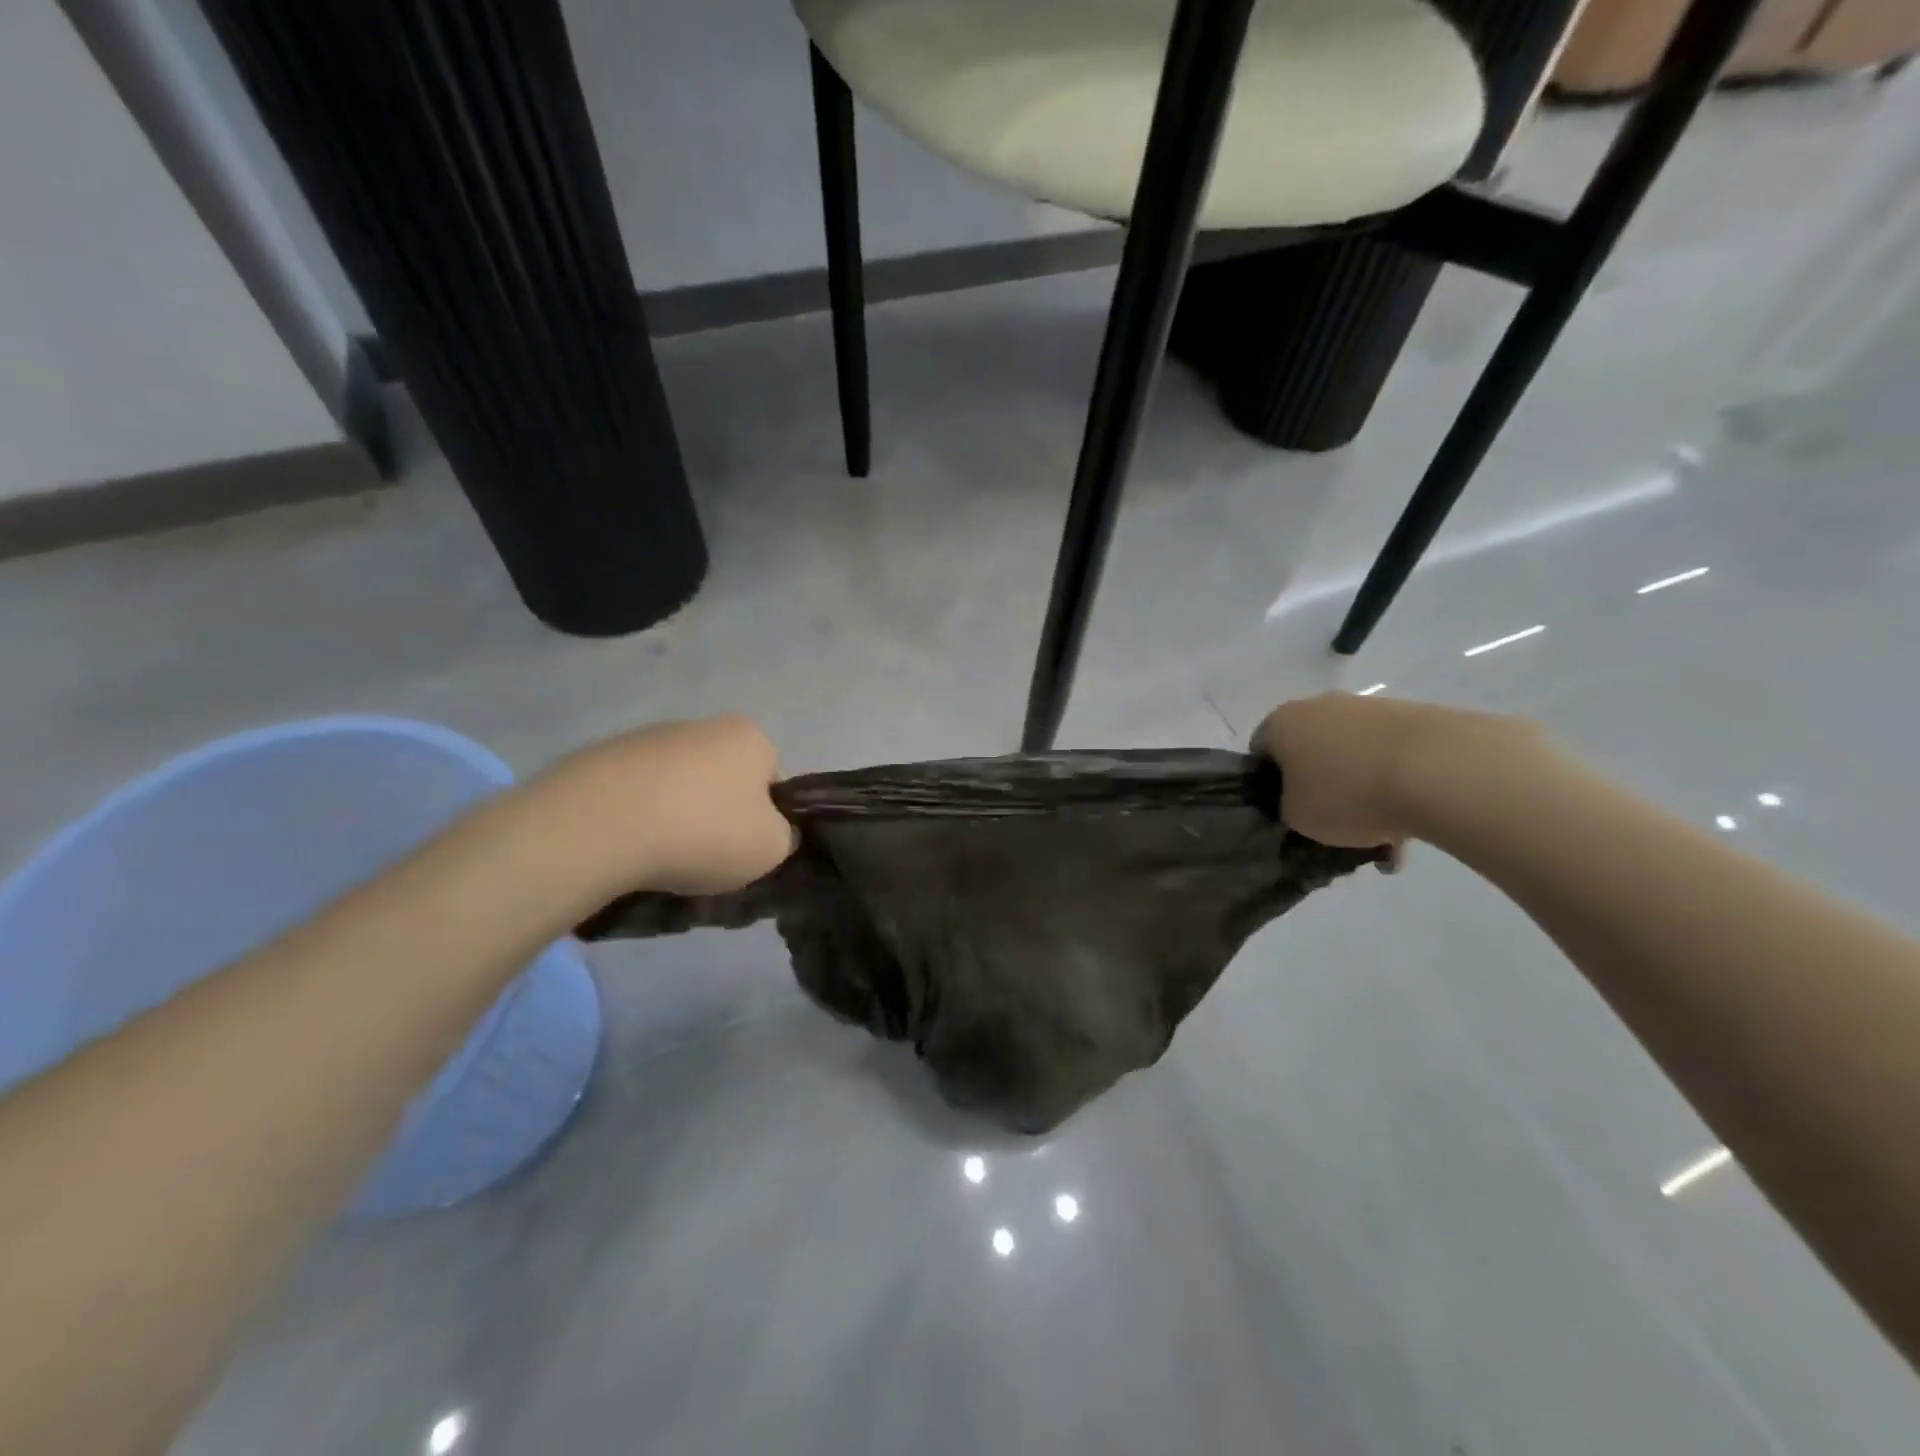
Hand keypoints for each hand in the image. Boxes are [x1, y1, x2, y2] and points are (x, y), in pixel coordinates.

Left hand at [544, 714, 796, 896]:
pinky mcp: (601, 757)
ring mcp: (647, 737)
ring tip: (659, 858)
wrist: (600, 825)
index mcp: (749, 737)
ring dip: (674, 816)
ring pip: (675, 786)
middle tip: (705, 857)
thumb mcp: (771, 848)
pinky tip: (626, 847)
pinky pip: (633, 795)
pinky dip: (634, 818)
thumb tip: (770, 832)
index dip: (763, 817)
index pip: (771, 779)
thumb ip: (783, 836)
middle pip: (722, 779)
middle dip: (716, 814)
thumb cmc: (703, 831)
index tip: (744, 847)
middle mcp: (702, 725)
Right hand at [1253, 692, 1527, 860]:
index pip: (1261, 752)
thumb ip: (1287, 809)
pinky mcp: (1414, 717)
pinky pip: (1392, 759)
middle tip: (1333, 828)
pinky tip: (1411, 828)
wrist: (1439, 769)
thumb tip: (1300, 804)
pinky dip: (1396, 788)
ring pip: (1354, 758)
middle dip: (1321, 789)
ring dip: (1362, 793)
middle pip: (1310, 753)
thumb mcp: (1297, 818)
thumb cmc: (1347, 793)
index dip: (1269, 786)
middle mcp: (1320, 706)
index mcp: (1281, 722)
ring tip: (1383, 839)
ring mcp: (1369, 708)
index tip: (1286, 813)